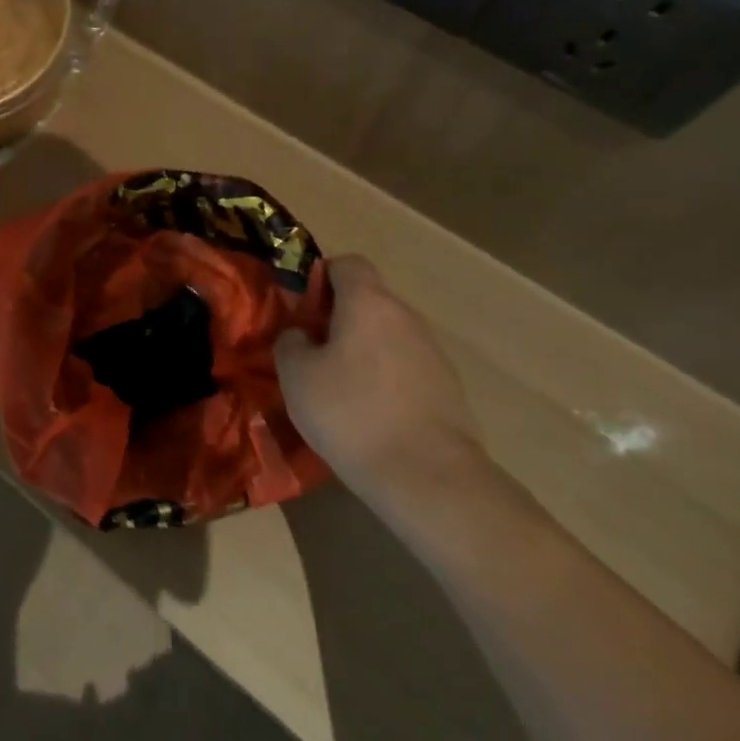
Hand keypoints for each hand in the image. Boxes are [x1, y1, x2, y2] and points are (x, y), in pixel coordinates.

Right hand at [275, 255, 481, 503]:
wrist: (428, 477)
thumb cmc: (350, 412)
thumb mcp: (295, 375)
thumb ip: (291, 342)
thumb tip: (302, 336)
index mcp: (368, 303)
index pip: (348, 263)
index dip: (321, 277)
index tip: (302, 309)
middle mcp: (406, 317)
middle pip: (369, 300)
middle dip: (338, 317)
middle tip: (310, 351)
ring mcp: (433, 353)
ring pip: (387, 335)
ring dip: (361, 349)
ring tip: (337, 387)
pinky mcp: (448, 388)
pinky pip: (405, 367)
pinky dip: (384, 377)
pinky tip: (368, 413)